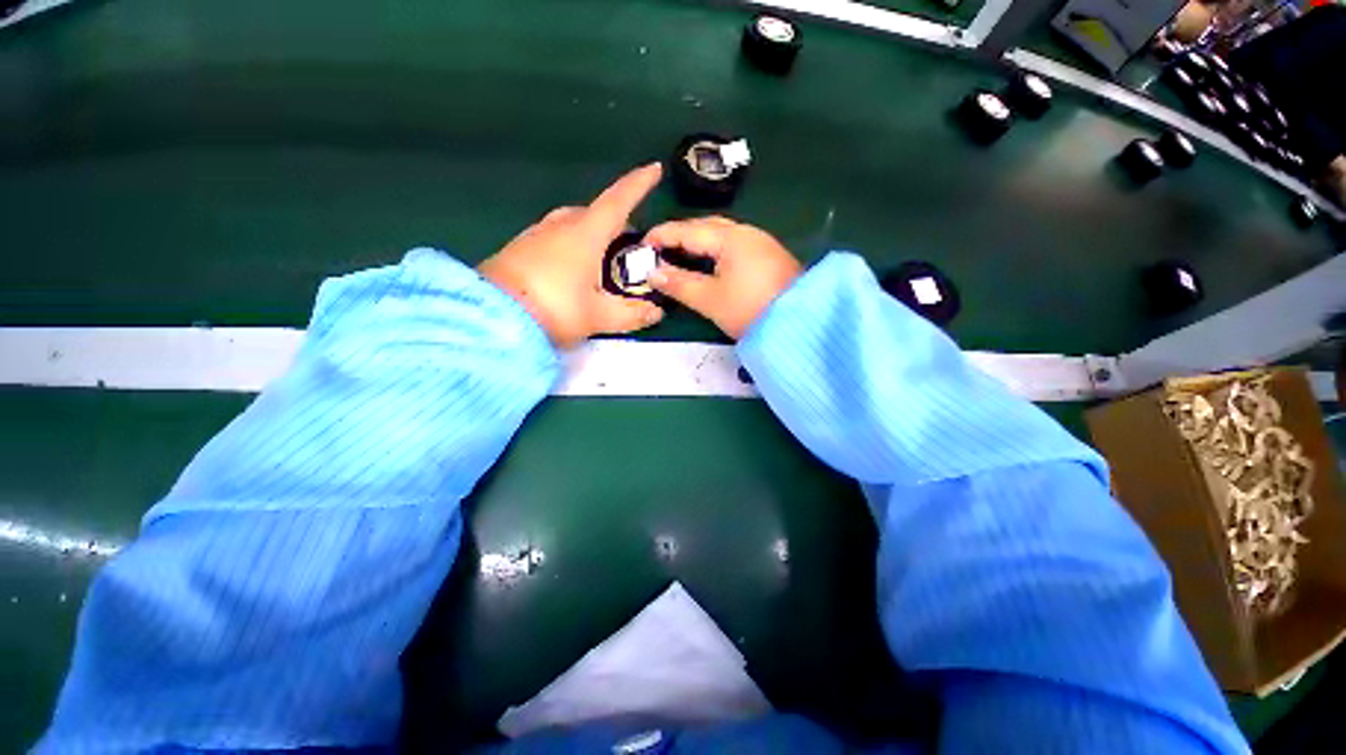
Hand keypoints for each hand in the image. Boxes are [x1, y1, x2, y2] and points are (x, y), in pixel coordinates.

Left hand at [480, 164, 664, 348]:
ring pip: (571, 224)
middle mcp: (559, 227)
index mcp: (584, 235)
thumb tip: (657, 313)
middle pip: (593, 212)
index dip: (638, 185)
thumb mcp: (598, 316)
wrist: (488, 318)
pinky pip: (553, 237)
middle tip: (629, 243)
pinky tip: (571, 270)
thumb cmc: (553, 309)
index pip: (618, 202)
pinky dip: (571, 244)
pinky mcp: (519, 250)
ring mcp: (535, 236)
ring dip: (591, 233)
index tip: (654, 169)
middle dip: (615, 220)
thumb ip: (631, 314)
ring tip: (602, 258)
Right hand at [644, 217, 801, 339]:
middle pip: (706, 226)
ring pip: (722, 235)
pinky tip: (709, 263)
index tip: (642, 244)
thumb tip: (652, 272)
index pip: (688, 230)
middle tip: (661, 249)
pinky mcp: (769, 256)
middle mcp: (747, 232)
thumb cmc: (749, 310)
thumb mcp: (709, 299)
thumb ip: (678, 284)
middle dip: (681, 234)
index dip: (663, 235)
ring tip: (680, 255)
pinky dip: (715, 250)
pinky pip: (734, 245)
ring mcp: (761, 243)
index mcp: (730, 238)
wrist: (800, 324)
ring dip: (699, 242)